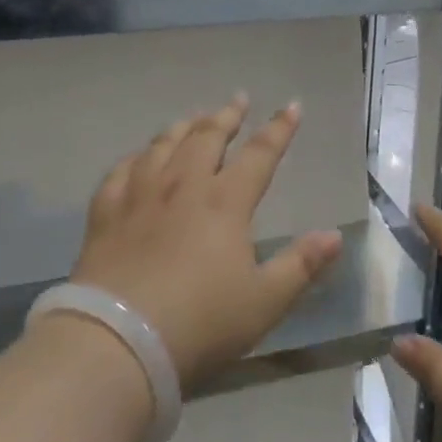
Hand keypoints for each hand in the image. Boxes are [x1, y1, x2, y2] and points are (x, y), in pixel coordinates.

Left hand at [71, 94, 343, 392]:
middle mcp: (183, 185)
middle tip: (238, 100)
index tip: (291, 106)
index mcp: (225, 201)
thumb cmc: (200, 323)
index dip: (278, 129)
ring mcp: (140, 194)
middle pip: (207, 137)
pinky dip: (136, 157)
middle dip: (227, 116)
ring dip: (184, 127)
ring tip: (194, 118)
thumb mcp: (264, 302)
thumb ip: (301, 266)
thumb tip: (335, 235)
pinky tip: (139, 157)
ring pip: (164, 144)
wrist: (119, 342)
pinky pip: (121, 170)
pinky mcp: (106, 212)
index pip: (259, 154)